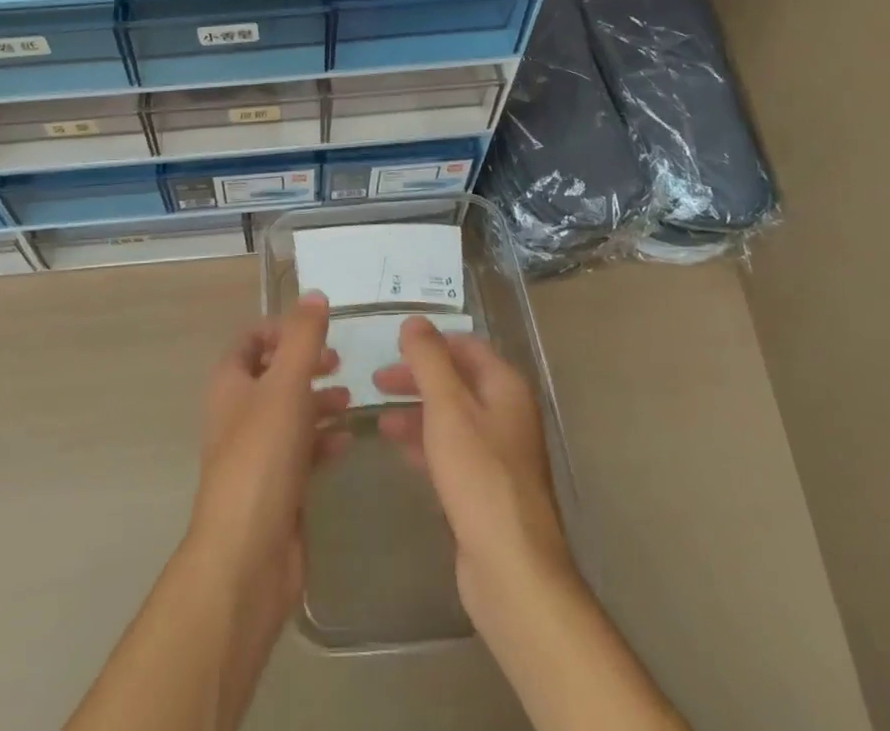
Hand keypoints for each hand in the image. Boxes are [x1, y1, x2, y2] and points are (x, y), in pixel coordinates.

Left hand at [184, 293, 351, 644]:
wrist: (248, 554)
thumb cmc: (262, 457)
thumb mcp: (285, 386)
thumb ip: (303, 338)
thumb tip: (315, 294)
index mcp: (230, 383)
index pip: (250, 340)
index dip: (280, 328)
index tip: (316, 328)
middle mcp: (238, 412)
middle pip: (272, 374)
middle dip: (305, 363)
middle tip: (339, 361)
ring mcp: (256, 452)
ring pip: (289, 412)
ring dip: (317, 400)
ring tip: (350, 398)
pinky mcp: (275, 486)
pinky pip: (301, 450)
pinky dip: (322, 439)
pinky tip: (347, 441)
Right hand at [373, 316, 576, 622]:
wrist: (512, 568)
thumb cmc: (479, 476)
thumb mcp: (447, 408)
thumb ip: (429, 360)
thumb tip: (414, 321)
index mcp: (505, 387)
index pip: (467, 346)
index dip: (431, 342)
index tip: (393, 346)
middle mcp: (507, 414)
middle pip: (458, 380)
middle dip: (418, 377)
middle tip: (377, 381)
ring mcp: (500, 453)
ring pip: (452, 417)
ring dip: (416, 411)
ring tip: (378, 419)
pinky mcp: (487, 488)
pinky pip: (452, 451)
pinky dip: (425, 443)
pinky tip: (399, 451)